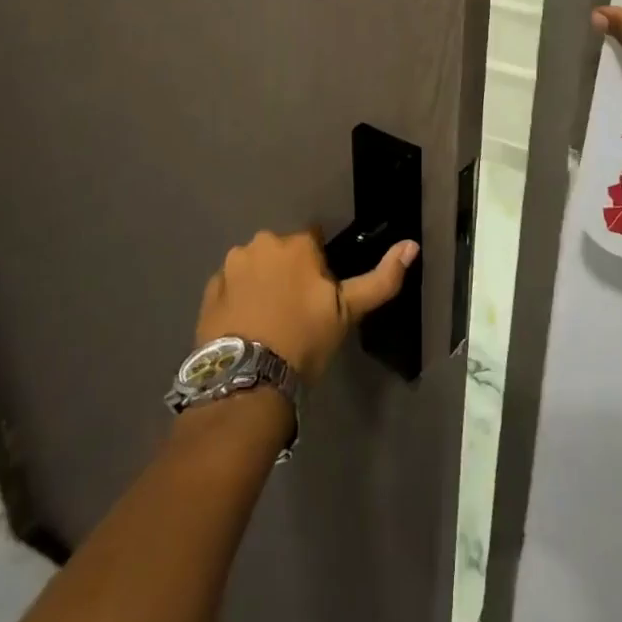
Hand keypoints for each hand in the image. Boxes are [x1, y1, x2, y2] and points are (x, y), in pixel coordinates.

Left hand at [194, 229, 418, 380]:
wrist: (248, 379)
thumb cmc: (304, 339)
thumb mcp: (348, 312)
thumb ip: (381, 278)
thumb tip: (412, 245)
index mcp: (297, 244)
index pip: (313, 242)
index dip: (318, 268)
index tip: (318, 296)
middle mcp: (261, 243)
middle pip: (281, 252)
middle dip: (288, 271)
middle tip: (294, 311)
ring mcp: (231, 266)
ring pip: (254, 266)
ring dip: (261, 282)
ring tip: (268, 321)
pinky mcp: (209, 290)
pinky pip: (230, 286)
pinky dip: (238, 298)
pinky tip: (246, 326)